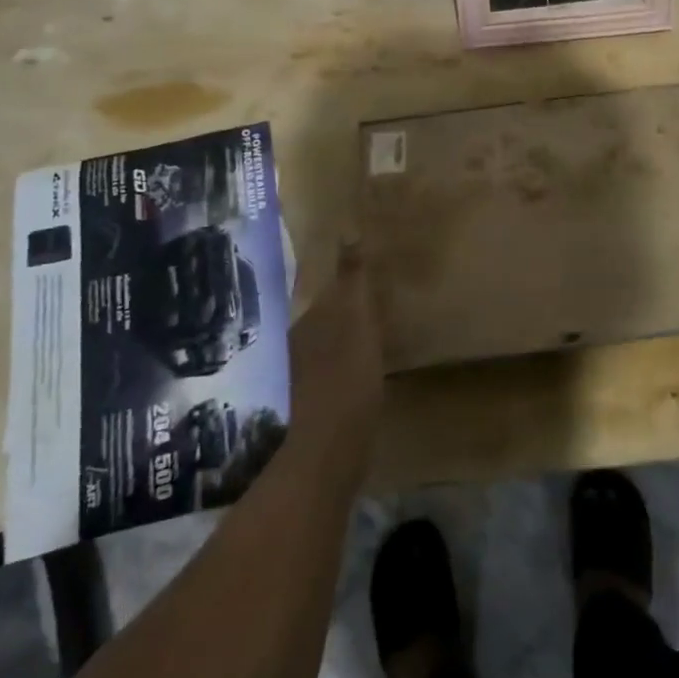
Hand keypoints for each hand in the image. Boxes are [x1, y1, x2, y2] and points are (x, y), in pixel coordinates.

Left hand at [286, 241, 383, 481]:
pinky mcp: (326, 395)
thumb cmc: (346, 373)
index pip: (319, 282)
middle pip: (324, 307)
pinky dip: (354, 346)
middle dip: (343, 293)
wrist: (333, 446)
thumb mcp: (354, 318)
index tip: (357, 253)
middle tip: (373, 276)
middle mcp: (302, 340)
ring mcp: (311, 370)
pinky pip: (341, 357)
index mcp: (307, 318)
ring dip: (349, 320)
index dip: (337, 268)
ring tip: (376, 308)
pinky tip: (372, 350)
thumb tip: (348, 231)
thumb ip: (350, 278)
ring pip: (331, 333)